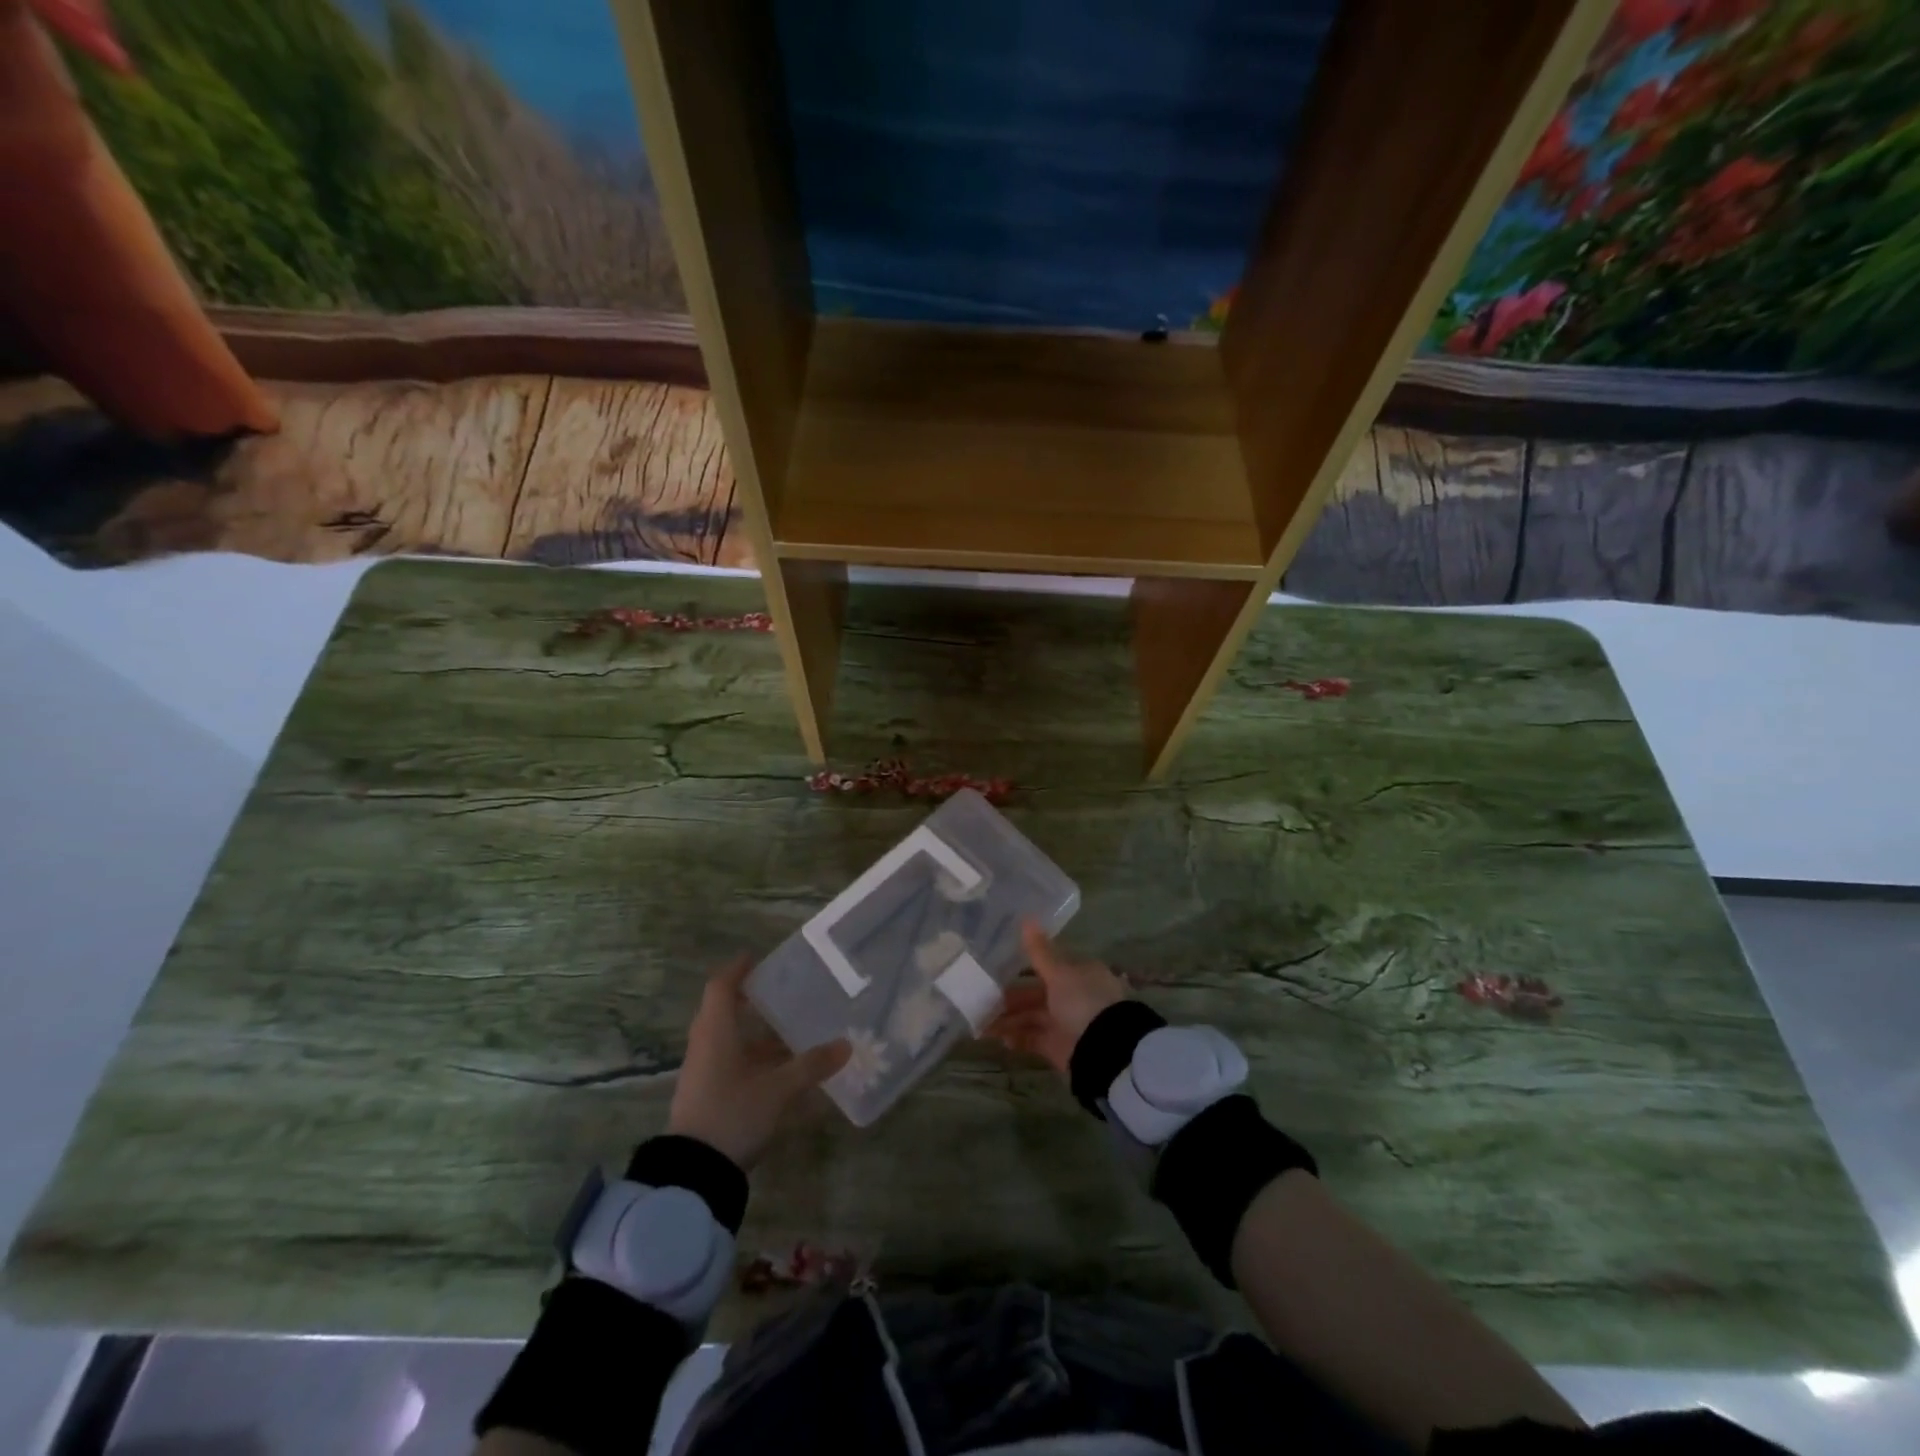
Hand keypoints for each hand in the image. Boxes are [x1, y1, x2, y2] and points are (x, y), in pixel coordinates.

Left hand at [667, 956, 850, 1168]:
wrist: (693, 1175)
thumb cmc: (732, 1114)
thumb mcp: (777, 1090)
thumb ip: (811, 1066)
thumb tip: (846, 1044)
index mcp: (716, 1032)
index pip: (721, 987)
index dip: (737, 970)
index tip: (756, 958)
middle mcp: (706, 1045)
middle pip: (723, 1011)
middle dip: (750, 1001)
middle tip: (782, 992)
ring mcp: (704, 1073)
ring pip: (729, 1040)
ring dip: (755, 1034)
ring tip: (791, 1030)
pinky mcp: (707, 1096)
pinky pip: (731, 1063)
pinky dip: (753, 1058)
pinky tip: (780, 1069)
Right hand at [985, 922, 1129, 1077]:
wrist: (1103, 1049)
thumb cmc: (1083, 1001)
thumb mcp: (1060, 973)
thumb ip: (1039, 951)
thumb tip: (1026, 918)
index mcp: (1079, 974)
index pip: (1048, 967)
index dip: (1024, 967)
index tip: (997, 968)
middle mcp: (1074, 996)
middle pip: (1036, 994)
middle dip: (1011, 998)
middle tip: (982, 998)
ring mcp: (1066, 1023)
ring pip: (1032, 1017)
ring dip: (1009, 1020)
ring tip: (983, 1023)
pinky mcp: (1059, 1047)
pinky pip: (1034, 1039)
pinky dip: (1018, 1038)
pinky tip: (1001, 1039)